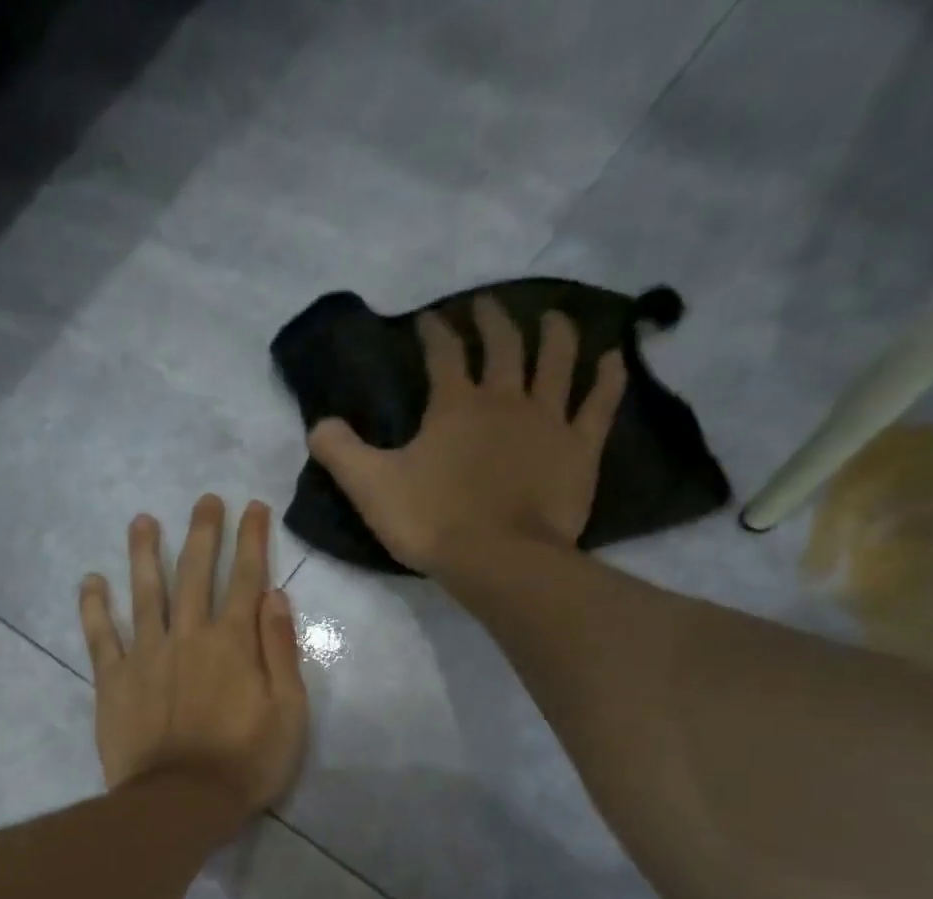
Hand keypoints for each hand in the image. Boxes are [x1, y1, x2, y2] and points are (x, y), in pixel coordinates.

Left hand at [79, 495, 308, 817]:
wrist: (181, 802)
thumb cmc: (245, 763)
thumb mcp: (288, 712)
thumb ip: (280, 651)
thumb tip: (275, 596)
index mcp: (233, 642)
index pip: (245, 578)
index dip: (251, 540)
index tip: (252, 507)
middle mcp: (188, 636)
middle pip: (195, 573)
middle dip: (203, 532)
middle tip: (205, 500)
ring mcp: (146, 655)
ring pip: (145, 592)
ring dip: (144, 553)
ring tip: (142, 520)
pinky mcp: (113, 680)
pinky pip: (100, 636)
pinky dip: (94, 607)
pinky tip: (90, 581)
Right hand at [306, 297, 627, 578]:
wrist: (498, 559)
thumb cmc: (432, 521)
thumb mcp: (371, 488)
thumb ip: (341, 453)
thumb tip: (319, 424)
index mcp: (455, 406)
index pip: (443, 354)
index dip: (434, 333)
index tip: (427, 321)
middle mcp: (505, 399)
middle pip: (503, 345)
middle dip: (492, 320)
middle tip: (485, 305)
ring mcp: (548, 420)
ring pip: (557, 362)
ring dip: (554, 333)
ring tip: (552, 316)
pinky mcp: (579, 448)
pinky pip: (599, 403)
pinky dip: (607, 377)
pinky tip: (614, 357)